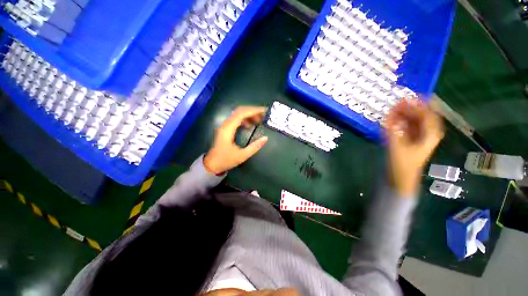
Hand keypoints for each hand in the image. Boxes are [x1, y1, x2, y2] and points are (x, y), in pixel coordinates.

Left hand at [203, 106, 268, 174]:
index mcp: (228, 129)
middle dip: (252, 111)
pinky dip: (244, 119)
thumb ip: (254, 147)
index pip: (241, 114)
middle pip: (239, 111)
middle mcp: (225, 125)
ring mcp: (225, 126)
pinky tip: (249, 125)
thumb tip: (266, 138)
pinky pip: (235, 120)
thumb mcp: (242, 155)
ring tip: (258, 120)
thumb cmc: (226, 160)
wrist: (212, 165)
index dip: (253, 110)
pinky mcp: (225, 129)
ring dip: (248, 115)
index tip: (264, 111)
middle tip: (263, 115)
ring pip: (237, 115)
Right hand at [384, 100, 444, 196]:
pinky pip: (407, 126)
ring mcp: (419, 136)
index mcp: (430, 134)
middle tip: (397, 102)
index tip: (408, 97)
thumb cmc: (402, 165)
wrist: (400, 178)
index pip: (428, 114)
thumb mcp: (397, 147)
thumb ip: (392, 131)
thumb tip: (388, 116)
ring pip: (414, 120)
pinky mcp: (410, 140)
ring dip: (404, 114)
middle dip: (410, 108)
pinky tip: (391, 119)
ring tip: (393, 109)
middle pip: (421, 115)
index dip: (419, 104)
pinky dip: (400, 122)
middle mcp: (427, 133)